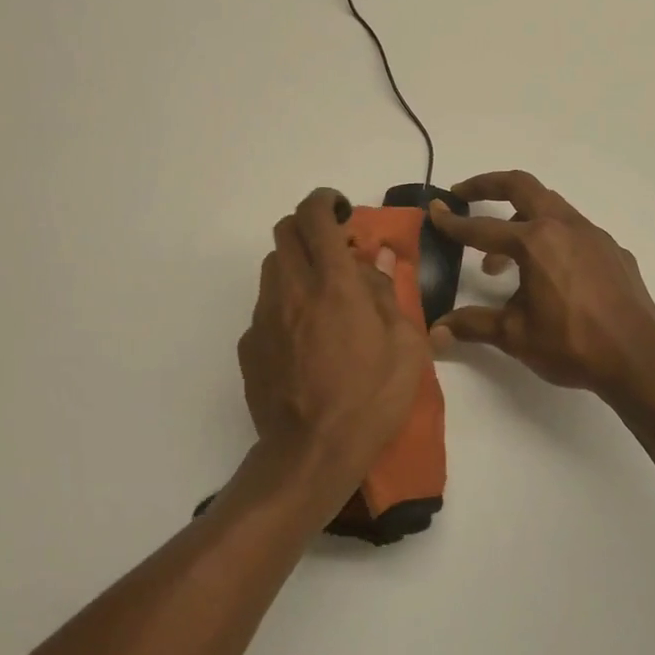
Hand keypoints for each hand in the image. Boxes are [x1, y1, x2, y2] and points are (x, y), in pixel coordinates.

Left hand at [237, 188, 430, 519]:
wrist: (311, 453)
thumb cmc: (370, 399)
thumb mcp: (405, 348)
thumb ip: (388, 295)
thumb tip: (376, 260)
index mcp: (334, 285)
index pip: (315, 217)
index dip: (324, 201)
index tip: (339, 210)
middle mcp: (292, 290)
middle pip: (284, 231)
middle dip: (307, 228)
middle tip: (333, 249)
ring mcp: (264, 316)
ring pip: (272, 267)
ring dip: (295, 265)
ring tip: (321, 295)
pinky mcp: (249, 343)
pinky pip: (265, 307)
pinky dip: (284, 305)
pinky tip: (303, 338)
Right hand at [429, 170, 654, 401]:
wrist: (639, 361)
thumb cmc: (572, 346)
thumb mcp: (514, 336)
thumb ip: (473, 325)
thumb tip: (436, 331)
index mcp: (535, 243)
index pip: (482, 228)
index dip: (453, 222)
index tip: (434, 211)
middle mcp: (564, 227)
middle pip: (521, 186)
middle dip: (488, 185)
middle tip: (464, 195)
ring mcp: (594, 235)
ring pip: (550, 207)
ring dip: (520, 219)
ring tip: (502, 258)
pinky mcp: (613, 251)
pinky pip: (574, 231)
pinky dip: (551, 239)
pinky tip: (549, 275)